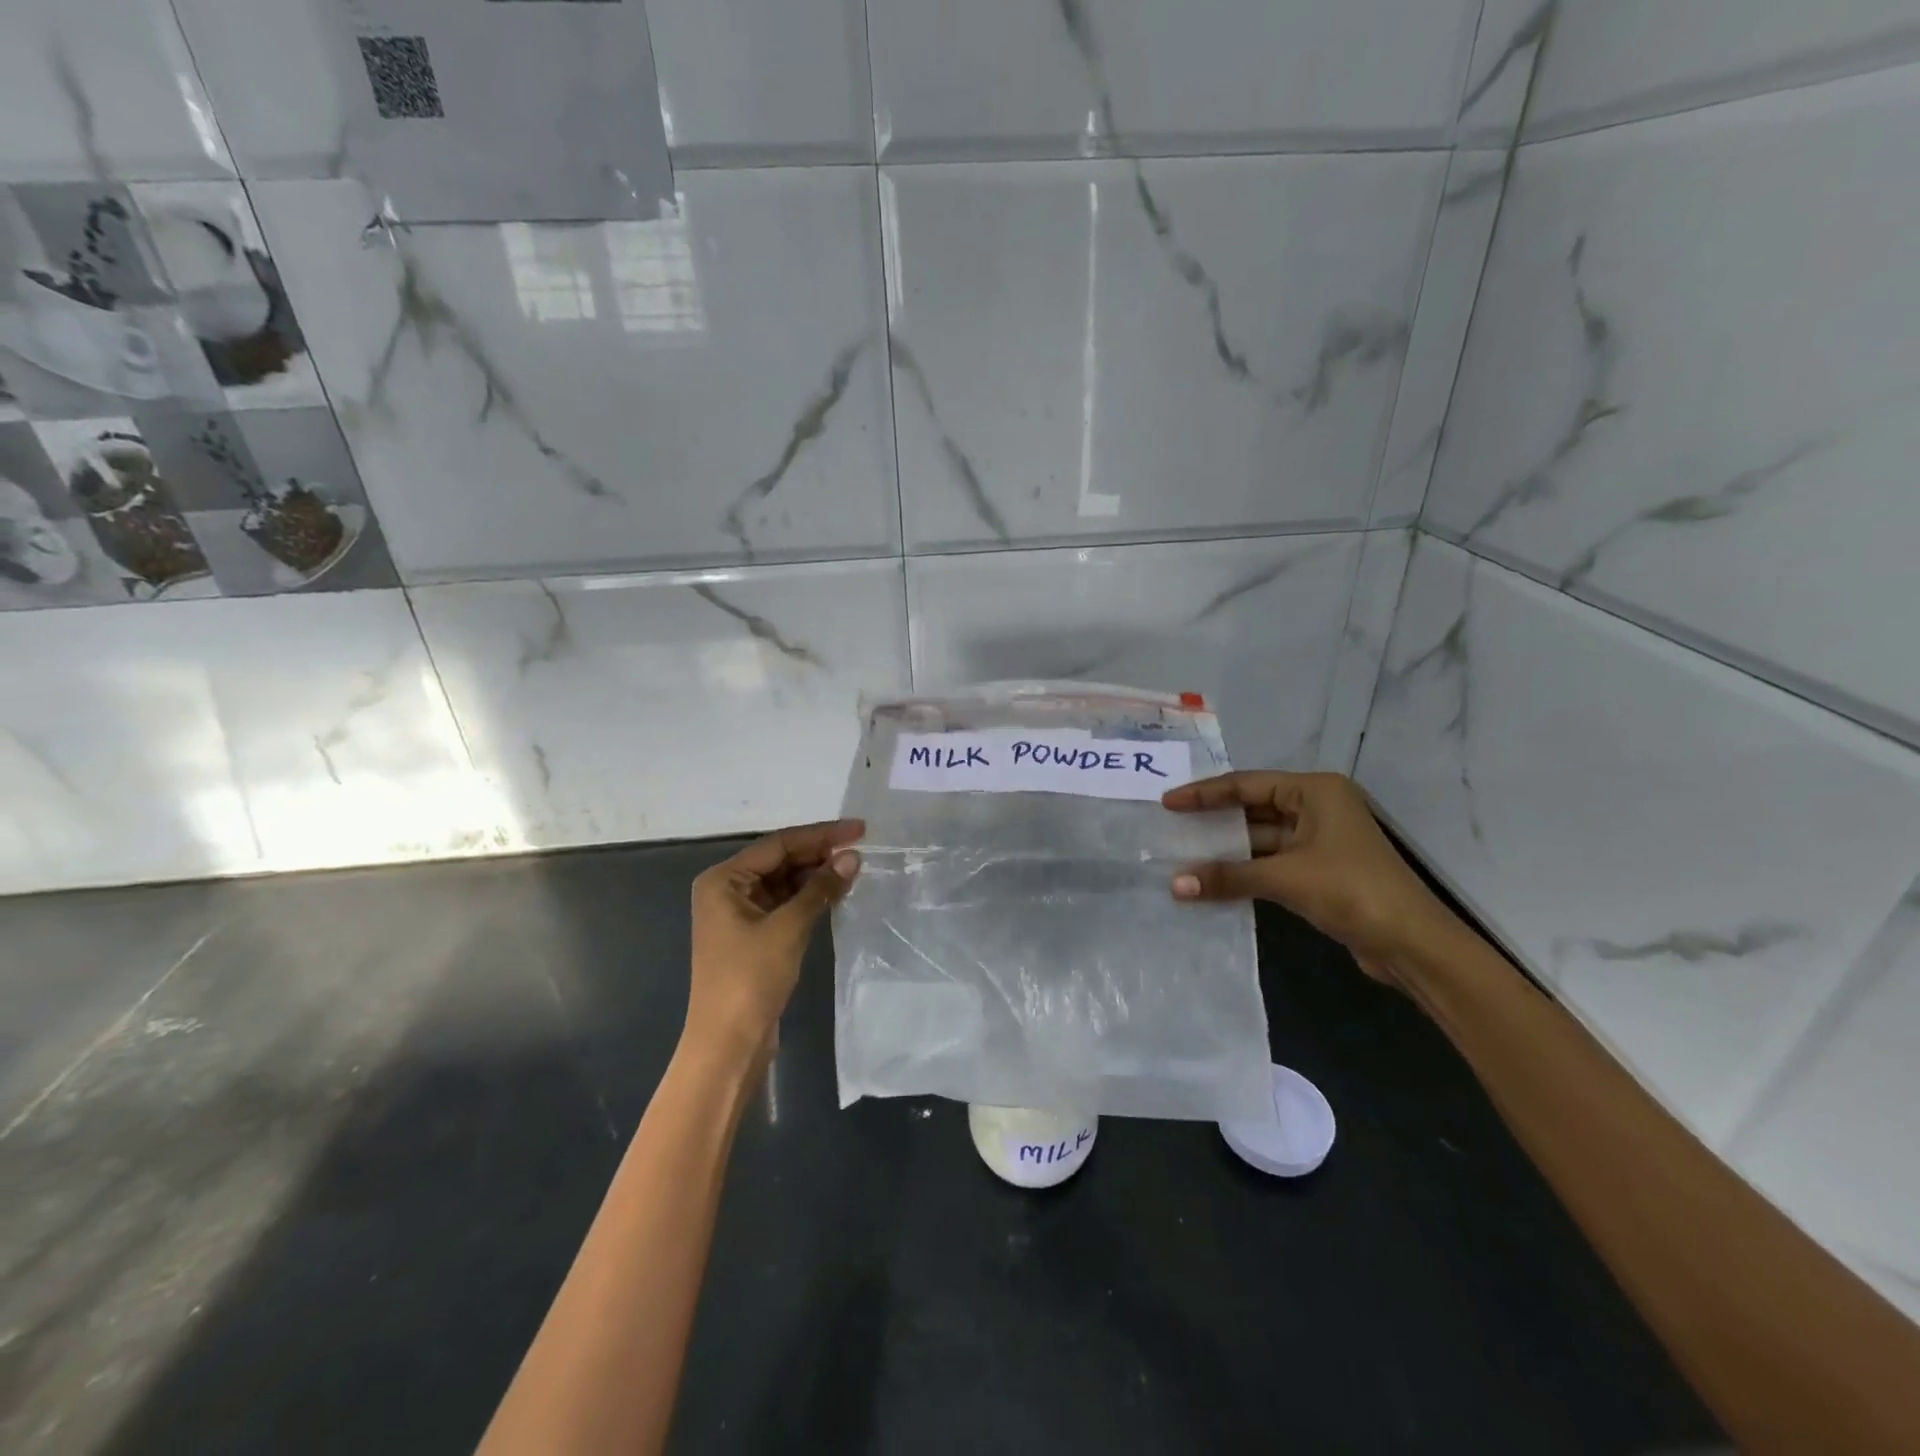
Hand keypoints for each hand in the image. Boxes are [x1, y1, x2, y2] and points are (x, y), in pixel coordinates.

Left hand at [685, 819, 862, 1059]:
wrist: (728, 1043)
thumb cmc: (750, 978)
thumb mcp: (789, 928)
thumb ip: (820, 888)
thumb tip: (853, 857)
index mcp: (723, 879)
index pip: (778, 844)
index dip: (821, 835)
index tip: (859, 829)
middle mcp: (727, 889)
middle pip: (780, 859)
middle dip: (819, 854)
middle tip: (861, 848)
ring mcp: (739, 913)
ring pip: (784, 881)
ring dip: (816, 875)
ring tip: (855, 868)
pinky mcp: (752, 934)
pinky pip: (785, 903)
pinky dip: (809, 897)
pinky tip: (837, 892)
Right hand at [1162, 771, 1457, 980]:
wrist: (1412, 944)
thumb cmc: (1351, 890)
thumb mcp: (1285, 878)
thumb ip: (1228, 876)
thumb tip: (1174, 885)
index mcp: (1315, 791)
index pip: (1247, 784)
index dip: (1204, 794)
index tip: (1167, 803)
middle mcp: (1317, 807)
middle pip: (1253, 808)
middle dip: (1213, 820)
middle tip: (1170, 826)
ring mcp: (1319, 840)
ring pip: (1260, 838)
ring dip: (1226, 850)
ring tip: (1182, 854)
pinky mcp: (1319, 871)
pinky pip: (1269, 862)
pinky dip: (1243, 870)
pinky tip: (1211, 879)